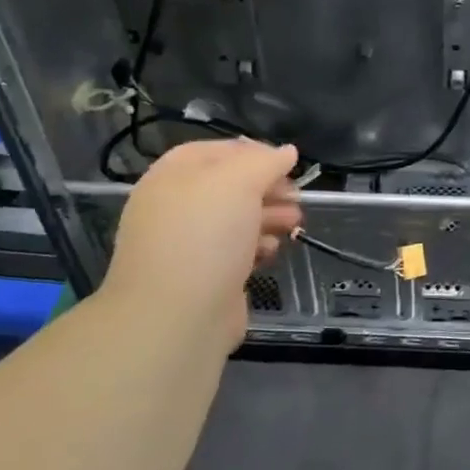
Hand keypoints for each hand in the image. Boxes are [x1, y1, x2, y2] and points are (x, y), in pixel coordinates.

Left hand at [103, 139, 301, 354]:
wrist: (176, 318)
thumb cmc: (204, 236)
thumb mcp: (238, 182)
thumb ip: (265, 161)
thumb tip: (286, 152)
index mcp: (172, 176)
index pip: (216, 150)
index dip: (253, 152)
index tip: (287, 163)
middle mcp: (175, 206)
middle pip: (229, 185)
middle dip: (267, 187)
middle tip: (297, 195)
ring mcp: (187, 244)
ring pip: (235, 219)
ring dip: (268, 215)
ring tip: (295, 221)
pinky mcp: (203, 277)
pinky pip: (234, 251)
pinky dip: (256, 245)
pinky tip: (273, 249)